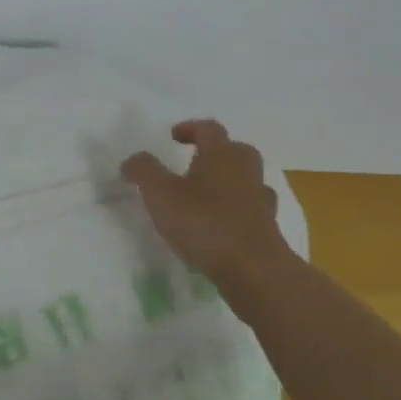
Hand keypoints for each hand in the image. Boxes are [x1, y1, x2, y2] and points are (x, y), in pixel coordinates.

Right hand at [121, 120, 291, 286]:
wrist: (254, 271)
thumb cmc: (204, 223)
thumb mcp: (160, 194)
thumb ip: (144, 171)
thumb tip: (132, 160)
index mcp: (221, 155)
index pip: (209, 128)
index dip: (190, 128)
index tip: (173, 136)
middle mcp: (245, 171)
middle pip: (235, 150)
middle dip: (216, 152)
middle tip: (194, 162)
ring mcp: (261, 200)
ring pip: (246, 180)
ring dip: (228, 181)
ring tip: (205, 196)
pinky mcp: (268, 228)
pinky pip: (251, 209)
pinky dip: (236, 210)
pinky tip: (220, 224)